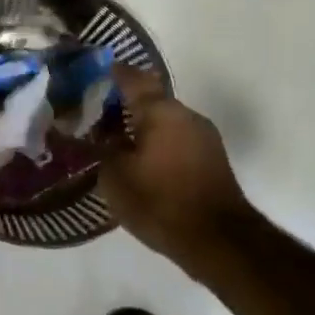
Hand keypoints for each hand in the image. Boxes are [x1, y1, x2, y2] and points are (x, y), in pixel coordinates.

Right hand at [101, 65, 255, 266]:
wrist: (219, 241)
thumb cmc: (160, 201)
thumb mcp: (115, 176)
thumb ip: (103, 149)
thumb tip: (101, 135)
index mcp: (161, 111)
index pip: (133, 79)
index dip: (113, 74)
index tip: (95, 72)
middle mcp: (186, 115)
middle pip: (151, 101)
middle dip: (124, 106)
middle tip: (96, 116)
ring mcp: (204, 137)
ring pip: (165, 122)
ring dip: (142, 128)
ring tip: (115, 143)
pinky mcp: (212, 161)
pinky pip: (177, 141)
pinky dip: (157, 145)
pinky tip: (140, 163)